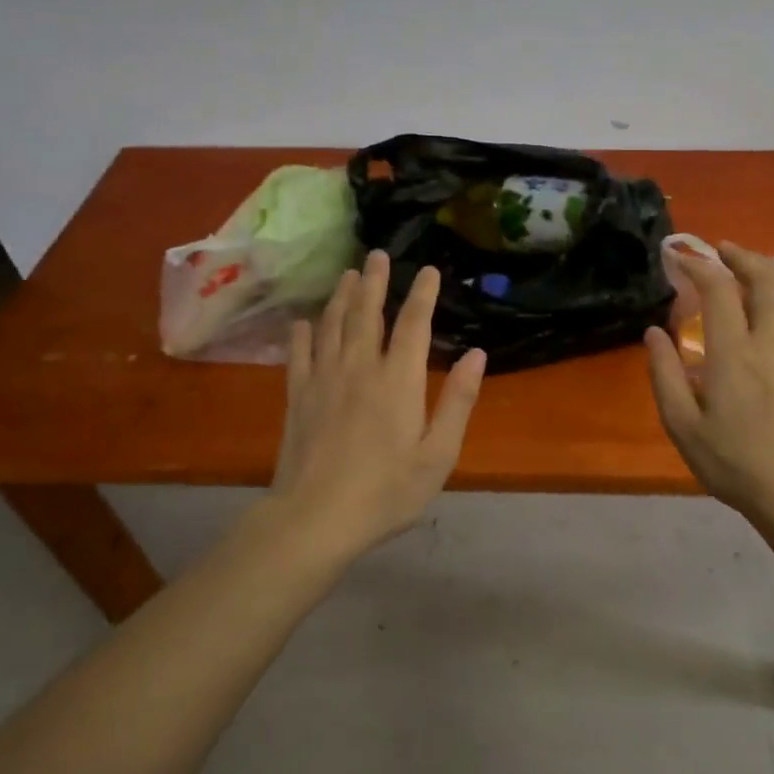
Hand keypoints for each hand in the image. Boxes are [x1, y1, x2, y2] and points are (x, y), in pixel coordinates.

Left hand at [271, 250, 488, 553]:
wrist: (316, 518)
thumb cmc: (387, 491)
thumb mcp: (438, 454)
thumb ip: (458, 401)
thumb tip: (477, 354)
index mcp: (398, 381)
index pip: (413, 325)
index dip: (422, 295)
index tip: (428, 270)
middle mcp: (359, 368)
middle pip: (366, 314)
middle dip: (374, 282)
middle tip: (377, 254)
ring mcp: (323, 380)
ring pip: (332, 326)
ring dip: (341, 297)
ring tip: (348, 275)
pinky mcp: (297, 398)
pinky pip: (298, 355)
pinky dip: (301, 334)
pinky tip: (302, 321)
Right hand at [645, 242, 773, 518]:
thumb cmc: (734, 464)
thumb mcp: (682, 426)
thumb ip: (665, 374)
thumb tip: (653, 332)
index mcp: (733, 354)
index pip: (719, 290)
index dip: (700, 267)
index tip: (683, 260)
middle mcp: (772, 341)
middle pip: (764, 279)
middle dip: (741, 256)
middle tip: (722, 251)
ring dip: (770, 272)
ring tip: (752, 268)